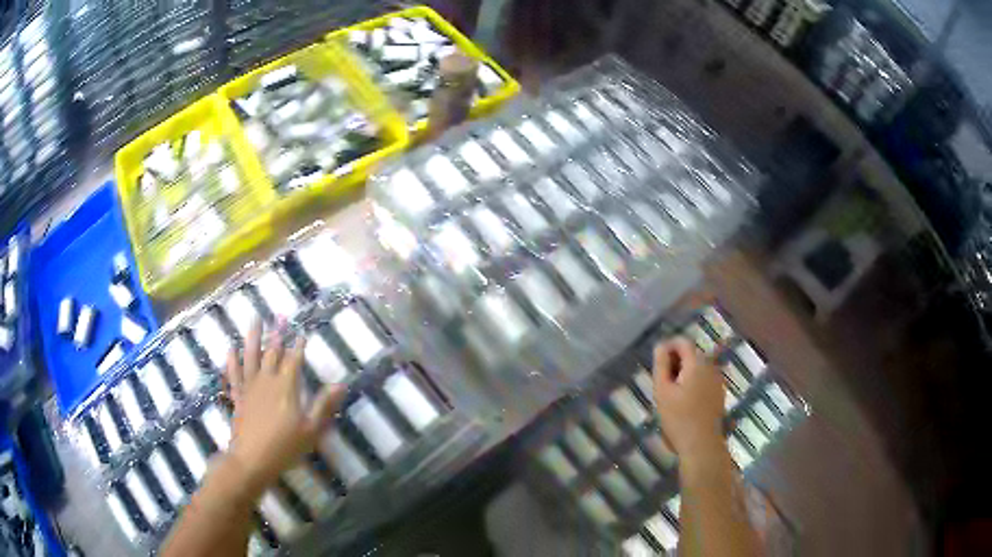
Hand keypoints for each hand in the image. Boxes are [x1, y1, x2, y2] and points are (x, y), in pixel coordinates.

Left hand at [223, 319, 344, 489]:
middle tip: (281, 316)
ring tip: (255, 319)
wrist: (252, 459)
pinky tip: (231, 348)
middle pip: (272, 353)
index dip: (299, 346)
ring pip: (251, 356)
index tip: (303, 332)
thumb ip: (324, 405)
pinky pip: (234, 374)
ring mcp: (250, 387)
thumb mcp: (311, 430)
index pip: (294, 360)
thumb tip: (340, 384)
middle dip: (278, 335)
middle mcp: (267, 381)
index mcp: (286, 387)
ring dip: (253, 337)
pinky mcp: (238, 396)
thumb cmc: (285, 447)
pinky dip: (232, 360)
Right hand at [652, 337, 725, 460]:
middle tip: (661, 381)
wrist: (701, 444)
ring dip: (684, 372)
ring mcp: (717, 380)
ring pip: (698, 367)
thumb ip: (661, 365)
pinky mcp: (719, 393)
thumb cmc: (678, 418)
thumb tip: (661, 346)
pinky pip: (704, 378)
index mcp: (697, 363)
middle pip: (691, 353)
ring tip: (671, 393)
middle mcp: (711, 366)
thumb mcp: (662, 391)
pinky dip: (693, 382)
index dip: (668, 347)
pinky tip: (685, 401)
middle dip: (675, 361)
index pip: (683, 342)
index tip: (657, 364)